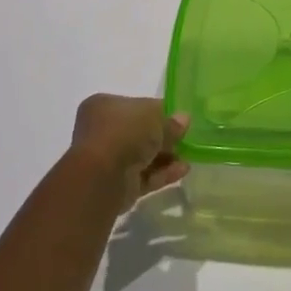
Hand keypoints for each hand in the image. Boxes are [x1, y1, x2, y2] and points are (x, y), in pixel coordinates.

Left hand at [67, 95, 189, 213]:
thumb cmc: (125, 132)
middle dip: (162, 137)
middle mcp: (101, 131)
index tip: (177, 119)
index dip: (158, 112)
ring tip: (189, 156)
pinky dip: (162, 173)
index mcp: (103, 106)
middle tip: (185, 138)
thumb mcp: (155, 117)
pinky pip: (143, 176)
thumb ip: (171, 121)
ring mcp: (107, 160)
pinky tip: (182, 171)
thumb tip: (183, 120)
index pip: (135, 106)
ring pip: (141, 156)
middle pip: (139, 132)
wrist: (102, 177)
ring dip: (165, 156)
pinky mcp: (116, 185)